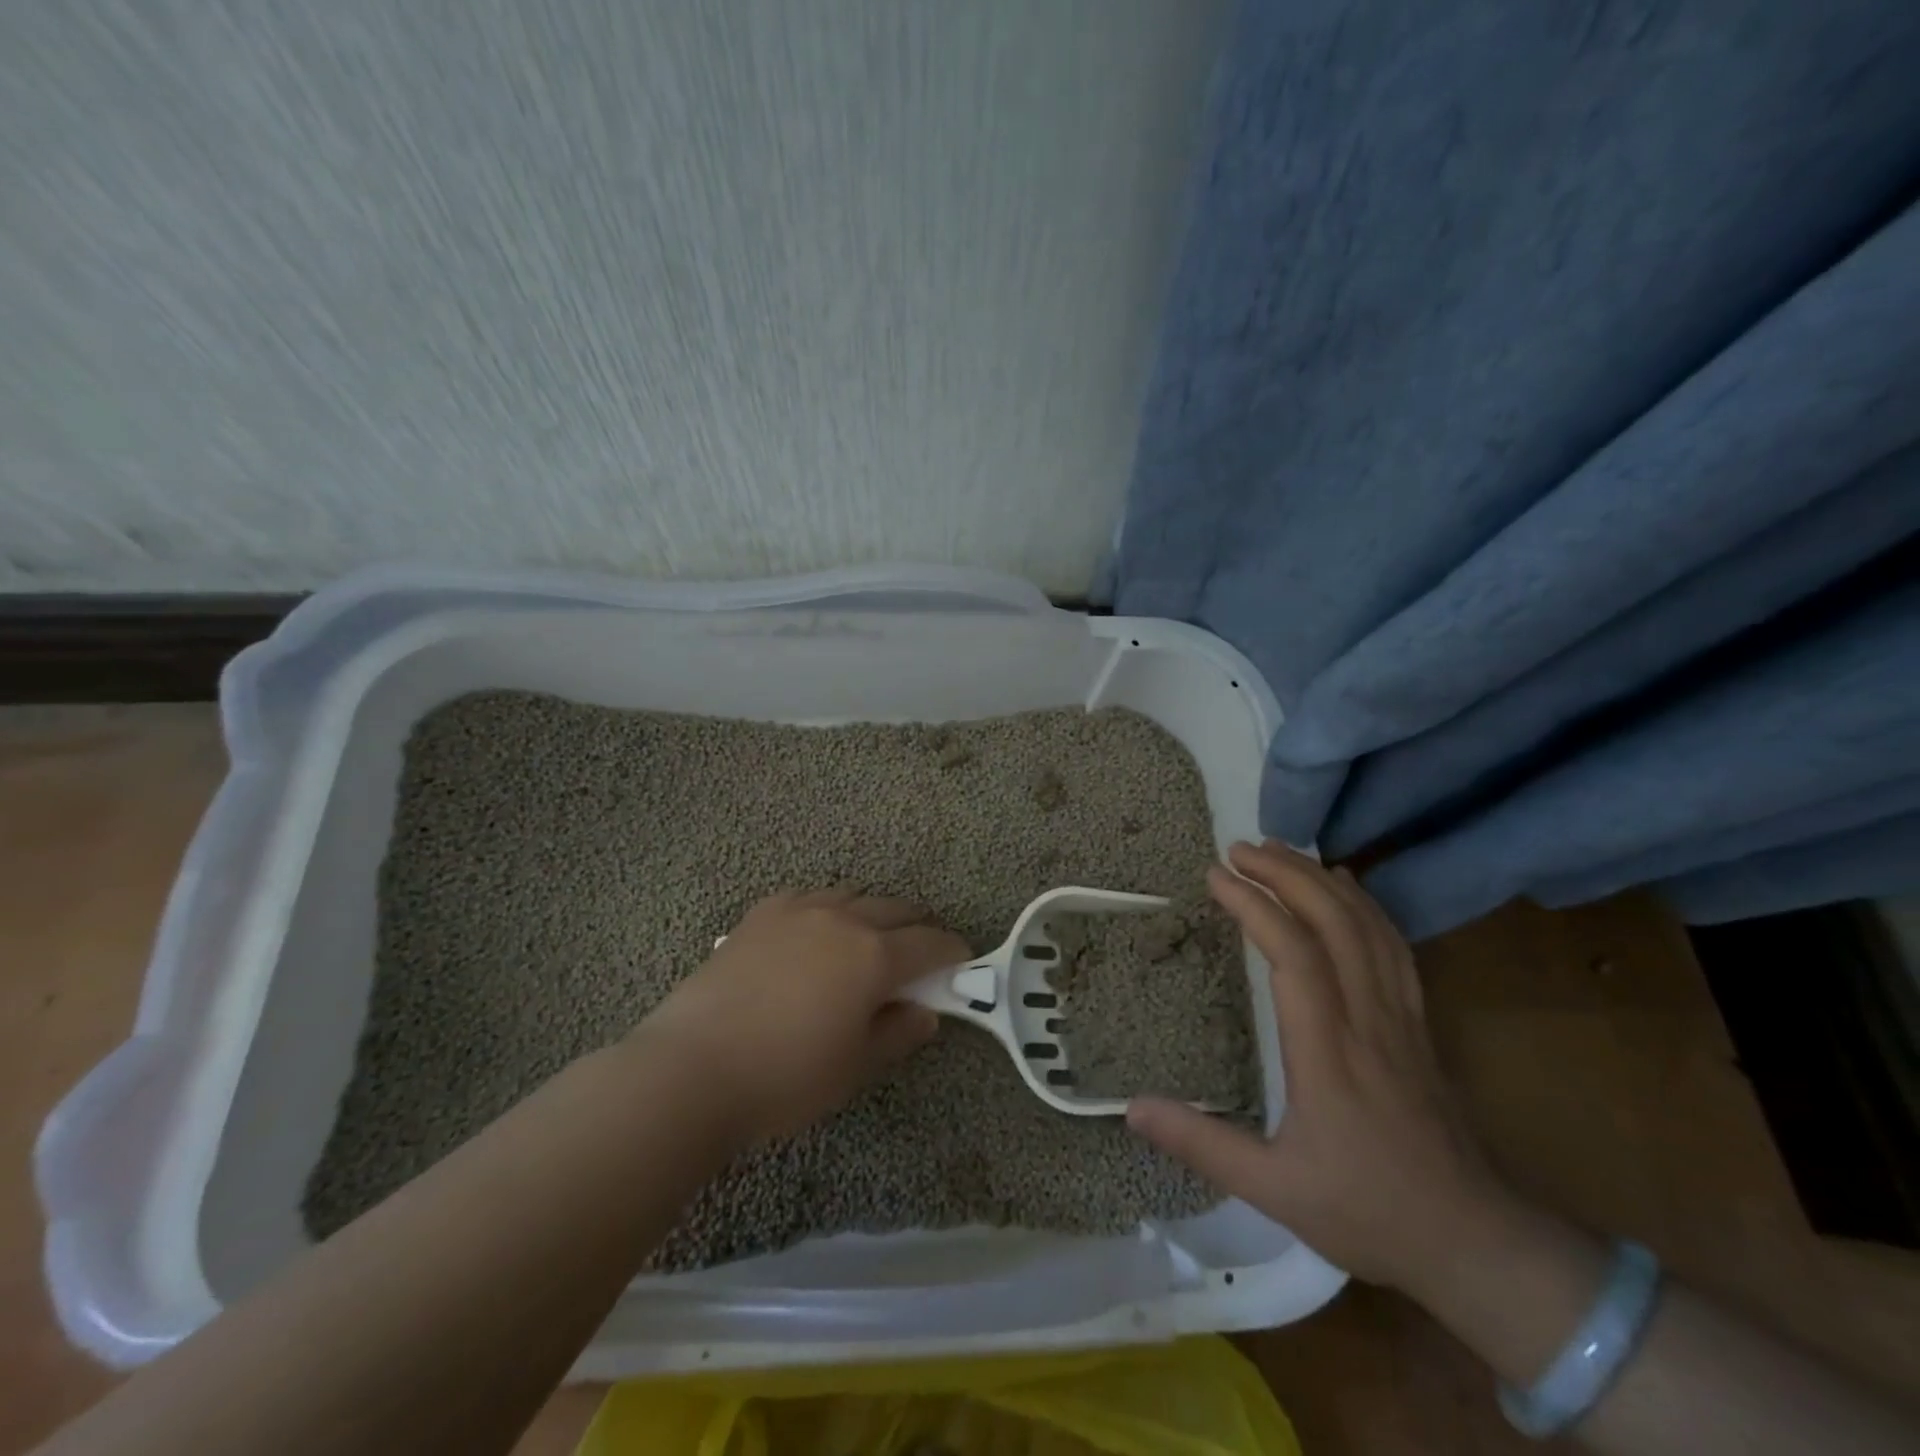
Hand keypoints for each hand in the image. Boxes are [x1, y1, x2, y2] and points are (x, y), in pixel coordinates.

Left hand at [632, 888, 968, 1142]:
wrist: (691, 1069)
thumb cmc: (784, 1078)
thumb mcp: (853, 1068)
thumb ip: (898, 1033)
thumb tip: (926, 1013)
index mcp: (873, 955)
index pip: (930, 943)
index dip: (952, 952)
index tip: (962, 962)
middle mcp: (842, 918)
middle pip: (896, 910)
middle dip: (917, 928)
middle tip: (922, 954)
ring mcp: (799, 909)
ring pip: (853, 896)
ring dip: (873, 914)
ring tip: (869, 941)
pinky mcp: (762, 913)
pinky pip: (809, 897)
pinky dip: (828, 909)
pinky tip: (817, 933)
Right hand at [1127, 840, 1508, 1292]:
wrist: (1475, 1242)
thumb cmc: (1367, 1210)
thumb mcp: (1273, 1190)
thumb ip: (1201, 1144)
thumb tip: (1131, 1107)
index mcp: (1328, 1052)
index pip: (1295, 956)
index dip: (1254, 906)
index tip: (1215, 876)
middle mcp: (1367, 1019)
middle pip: (1333, 924)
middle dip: (1285, 875)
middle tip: (1239, 848)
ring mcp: (1401, 1017)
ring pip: (1367, 927)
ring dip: (1321, 880)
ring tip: (1280, 851)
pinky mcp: (1419, 1023)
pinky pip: (1393, 947)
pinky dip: (1365, 905)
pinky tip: (1345, 888)